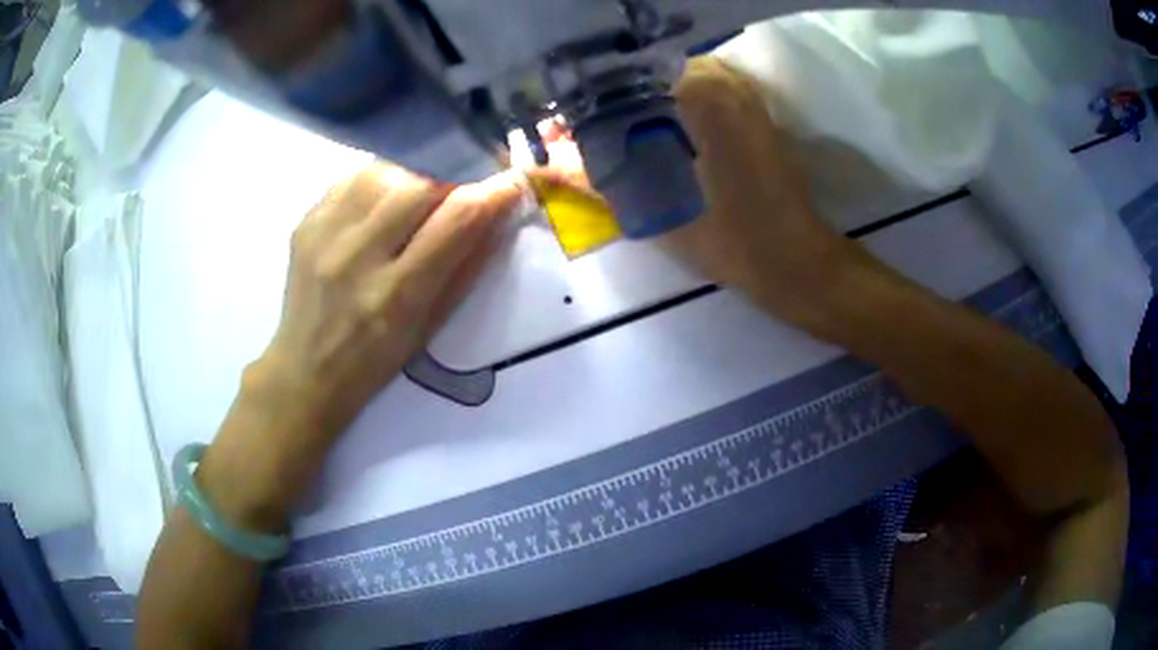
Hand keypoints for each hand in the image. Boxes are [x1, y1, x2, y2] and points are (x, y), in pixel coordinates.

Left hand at [257, 162, 522, 436]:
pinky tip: (382, 202)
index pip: (458, 219)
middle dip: (453, 179)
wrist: (306, 369)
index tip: (514, 180)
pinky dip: (380, 180)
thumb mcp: (431, 326)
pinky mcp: (305, 222)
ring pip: (386, 170)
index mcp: (396, 297)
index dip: (494, 192)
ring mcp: (324, 235)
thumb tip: (498, 209)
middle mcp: (357, 257)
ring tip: (418, 197)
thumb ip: (466, 265)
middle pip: (420, 183)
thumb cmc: (376, 359)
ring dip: (415, 175)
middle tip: (460, 190)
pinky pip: (354, 177)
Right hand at [528, 57, 869, 327]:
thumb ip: (592, 177)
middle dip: (609, 103)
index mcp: (696, 92)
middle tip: (584, 136)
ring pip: (669, 82)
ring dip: (639, 105)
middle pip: (643, 76)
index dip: (584, 105)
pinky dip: (669, 108)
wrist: (790, 257)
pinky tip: (653, 137)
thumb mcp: (650, 209)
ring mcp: (740, 91)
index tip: (561, 130)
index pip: (620, 81)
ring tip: (615, 137)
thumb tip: (538, 163)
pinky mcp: (750, 108)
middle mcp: (719, 78)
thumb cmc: (725, 237)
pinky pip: (697, 92)